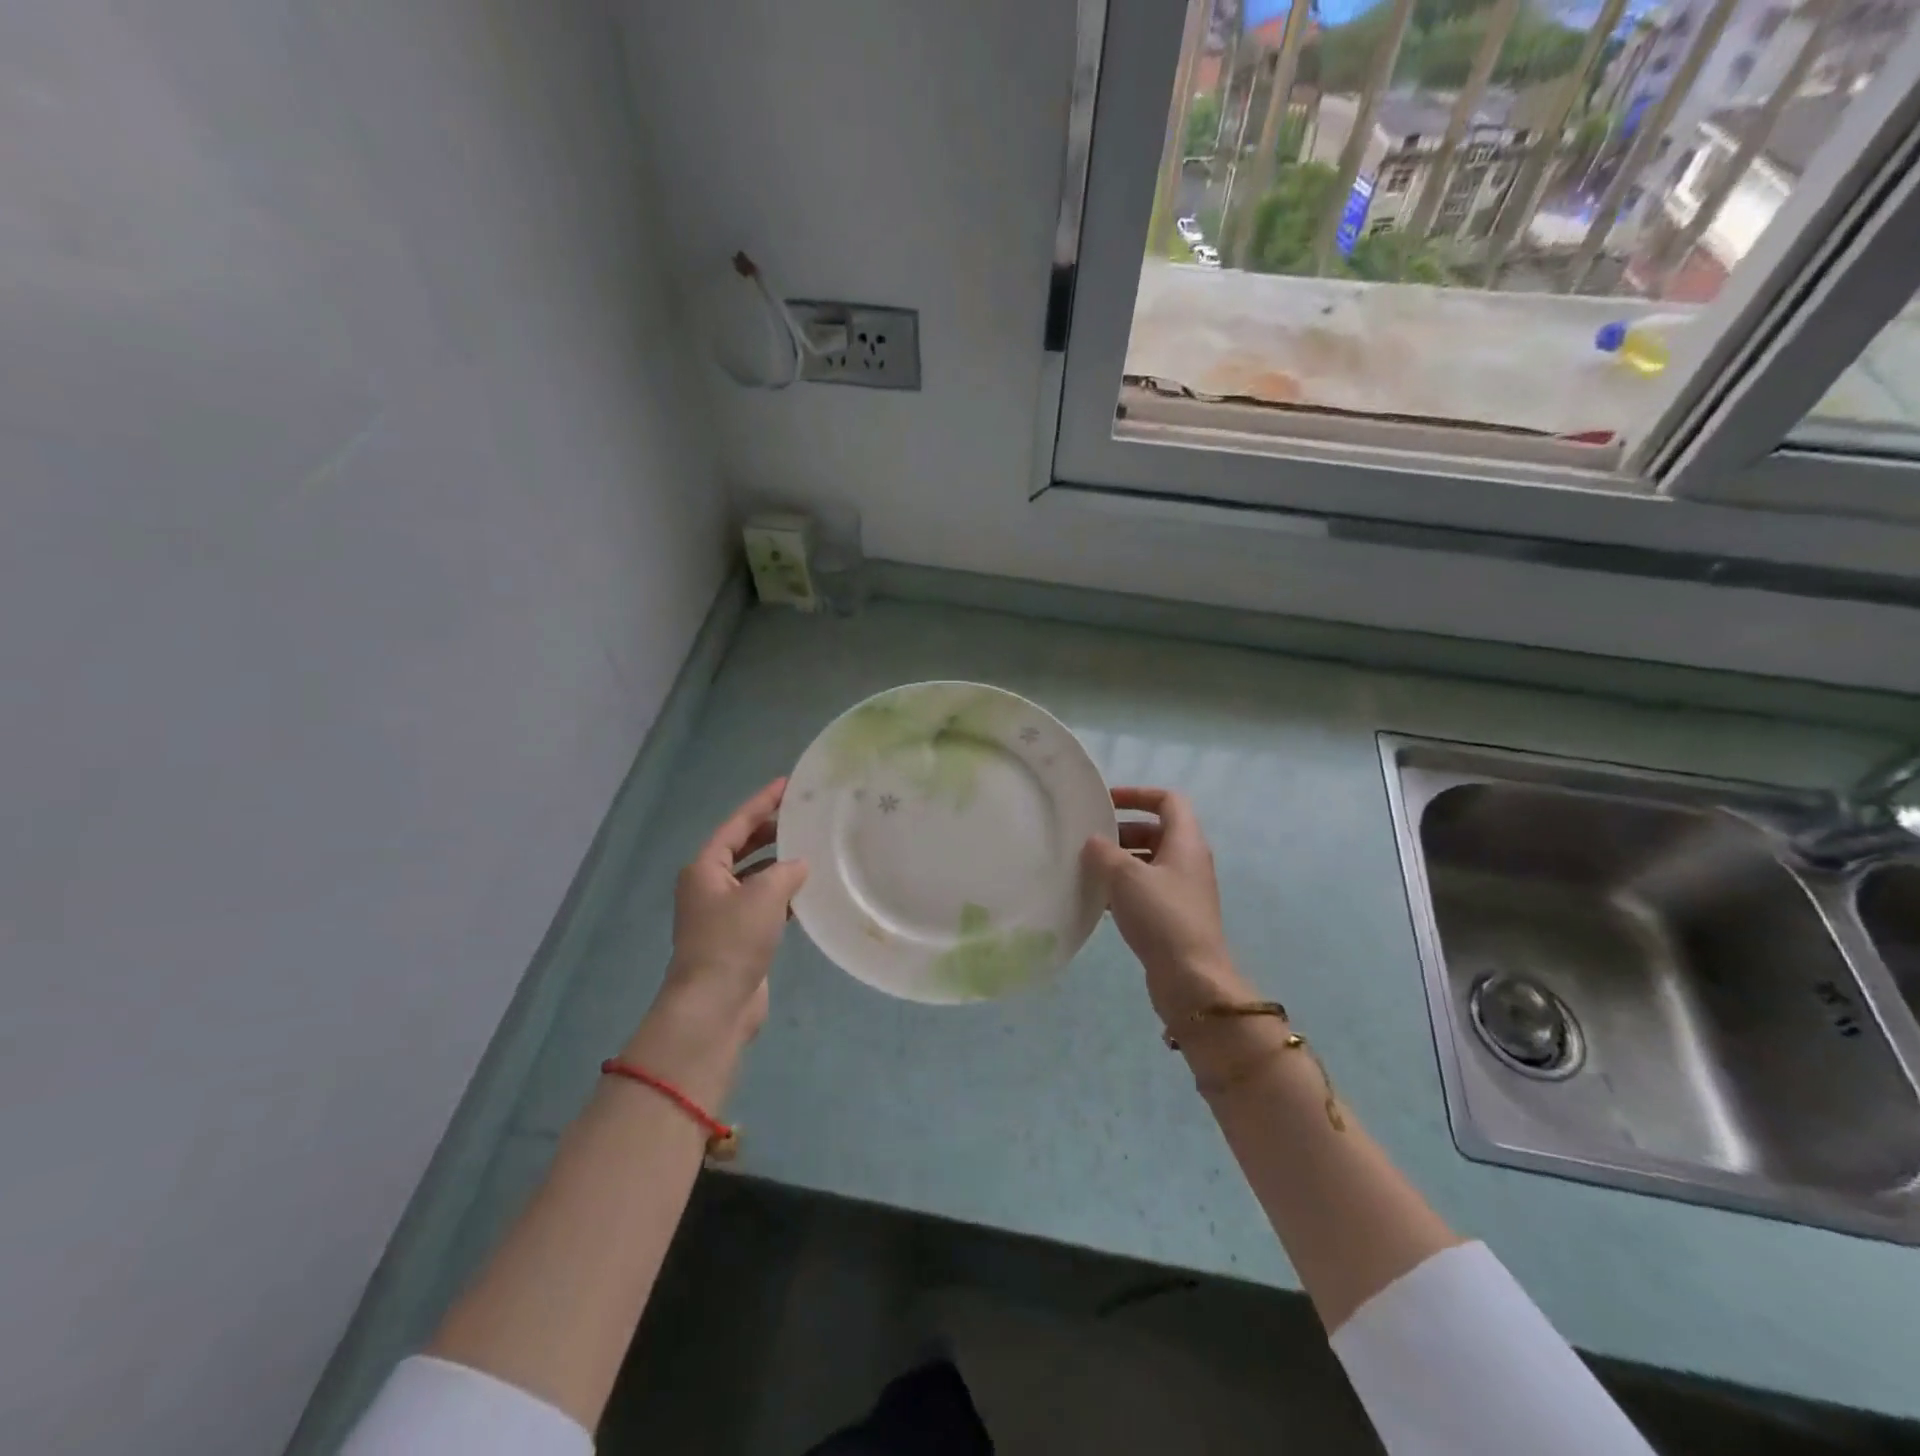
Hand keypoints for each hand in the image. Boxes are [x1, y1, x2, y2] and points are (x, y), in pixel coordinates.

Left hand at [625, 780, 807, 1097]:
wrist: (715, 1006)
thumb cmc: (733, 941)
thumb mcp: (764, 895)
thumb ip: (786, 871)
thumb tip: (799, 866)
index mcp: (705, 868)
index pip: (737, 824)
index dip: (762, 802)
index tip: (787, 784)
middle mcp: (709, 885)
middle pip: (743, 847)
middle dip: (771, 831)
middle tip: (804, 815)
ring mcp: (723, 913)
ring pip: (755, 877)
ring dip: (780, 864)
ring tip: (813, 848)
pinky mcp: (738, 937)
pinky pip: (764, 904)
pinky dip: (784, 894)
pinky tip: (809, 891)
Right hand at [1083, 787, 1251, 1024]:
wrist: (1191, 978)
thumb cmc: (1161, 916)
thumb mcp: (1125, 876)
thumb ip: (1103, 852)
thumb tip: (1093, 842)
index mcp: (1186, 841)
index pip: (1168, 800)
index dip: (1138, 795)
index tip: (1106, 801)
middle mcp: (1189, 861)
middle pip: (1156, 831)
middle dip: (1122, 831)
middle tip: (1090, 839)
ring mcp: (1183, 891)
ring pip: (1148, 862)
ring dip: (1120, 861)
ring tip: (1087, 869)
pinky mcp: (1174, 917)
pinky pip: (1146, 890)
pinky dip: (1123, 888)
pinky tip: (1097, 900)